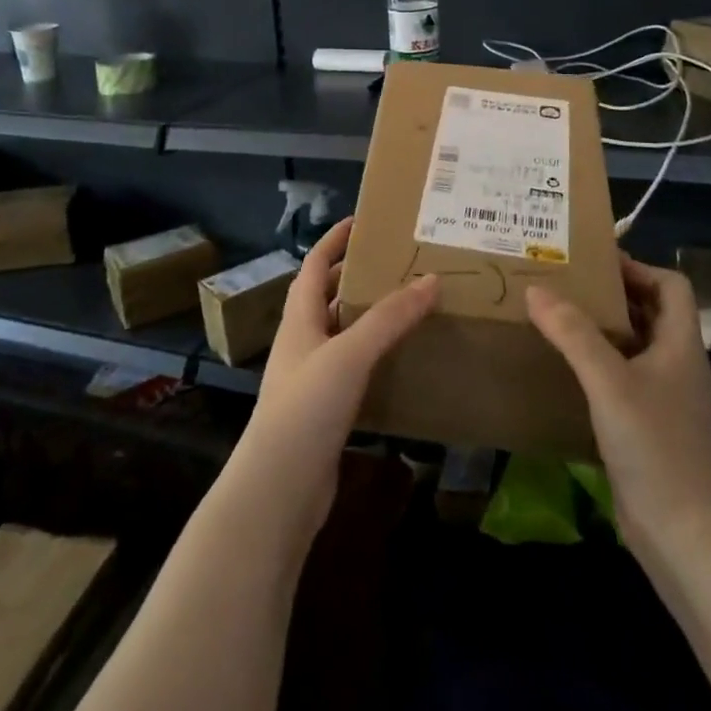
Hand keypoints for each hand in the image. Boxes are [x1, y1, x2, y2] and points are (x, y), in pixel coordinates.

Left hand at [232, 217, 439, 538]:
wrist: (279, 489)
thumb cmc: (306, 407)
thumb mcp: (350, 354)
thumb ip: (389, 318)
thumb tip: (431, 279)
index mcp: (299, 319)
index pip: (314, 265)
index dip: (334, 240)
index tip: (362, 221)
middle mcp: (302, 342)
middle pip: (327, 297)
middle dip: (355, 276)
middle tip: (395, 262)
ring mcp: (311, 378)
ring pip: (341, 334)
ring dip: (367, 316)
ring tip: (405, 304)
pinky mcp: (324, 410)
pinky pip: (352, 369)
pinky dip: (373, 356)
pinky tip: (400, 361)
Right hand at [526, 256, 710, 563]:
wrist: (682, 534)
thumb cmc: (653, 445)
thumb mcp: (609, 382)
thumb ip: (573, 333)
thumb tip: (536, 290)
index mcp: (680, 344)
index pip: (672, 285)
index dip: (639, 268)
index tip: (596, 265)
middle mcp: (677, 364)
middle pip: (651, 311)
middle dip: (613, 294)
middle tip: (567, 285)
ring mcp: (665, 397)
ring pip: (635, 345)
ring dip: (603, 328)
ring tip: (559, 318)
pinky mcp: (649, 424)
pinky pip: (623, 377)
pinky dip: (599, 363)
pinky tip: (566, 369)